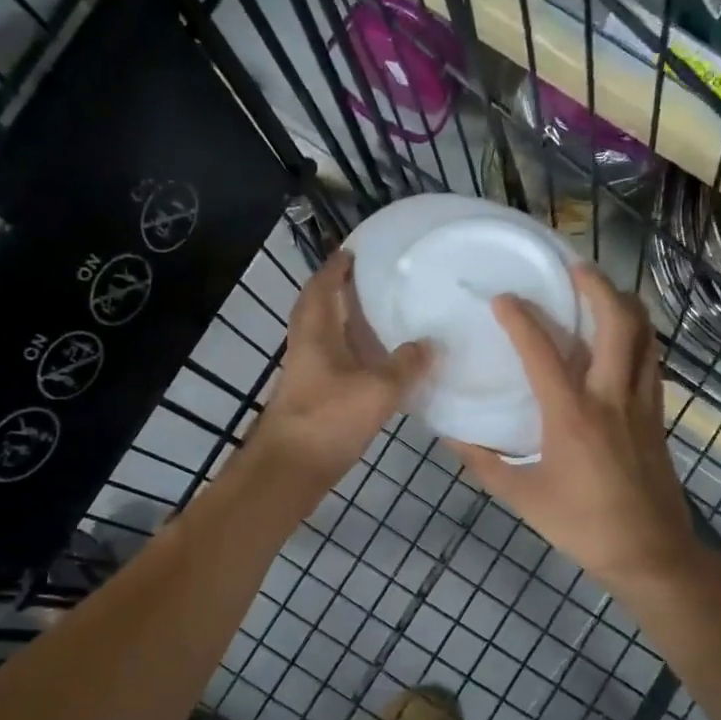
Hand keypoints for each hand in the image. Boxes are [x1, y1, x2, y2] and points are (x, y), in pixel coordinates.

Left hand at [251, 249, 429, 489]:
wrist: (291, 468)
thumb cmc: (328, 419)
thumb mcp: (377, 389)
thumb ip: (406, 365)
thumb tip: (429, 344)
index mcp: (315, 331)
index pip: (323, 285)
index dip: (337, 266)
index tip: (358, 250)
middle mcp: (306, 344)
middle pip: (320, 306)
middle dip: (342, 290)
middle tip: (375, 280)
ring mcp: (307, 371)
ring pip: (326, 334)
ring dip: (348, 321)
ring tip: (382, 314)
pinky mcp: (313, 395)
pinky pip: (334, 359)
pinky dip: (353, 351)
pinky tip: (378, 361)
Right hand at [449, 264, 696, 592]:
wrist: (649, 552)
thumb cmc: (581, 525)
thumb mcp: (522, 498)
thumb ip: (484, 464)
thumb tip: (453, 438)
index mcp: (571, 415)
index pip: (542, 351)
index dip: (520, 318)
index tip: (503, 298)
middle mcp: (611, 396)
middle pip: (616, 322)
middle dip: (596, 285)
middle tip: (573, 268)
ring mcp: (642, 403)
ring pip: (644, 335)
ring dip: (624, 304)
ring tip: (601, 292)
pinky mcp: (657, 415)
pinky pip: (652, 360)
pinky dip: (638, 337)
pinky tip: (622, 341)